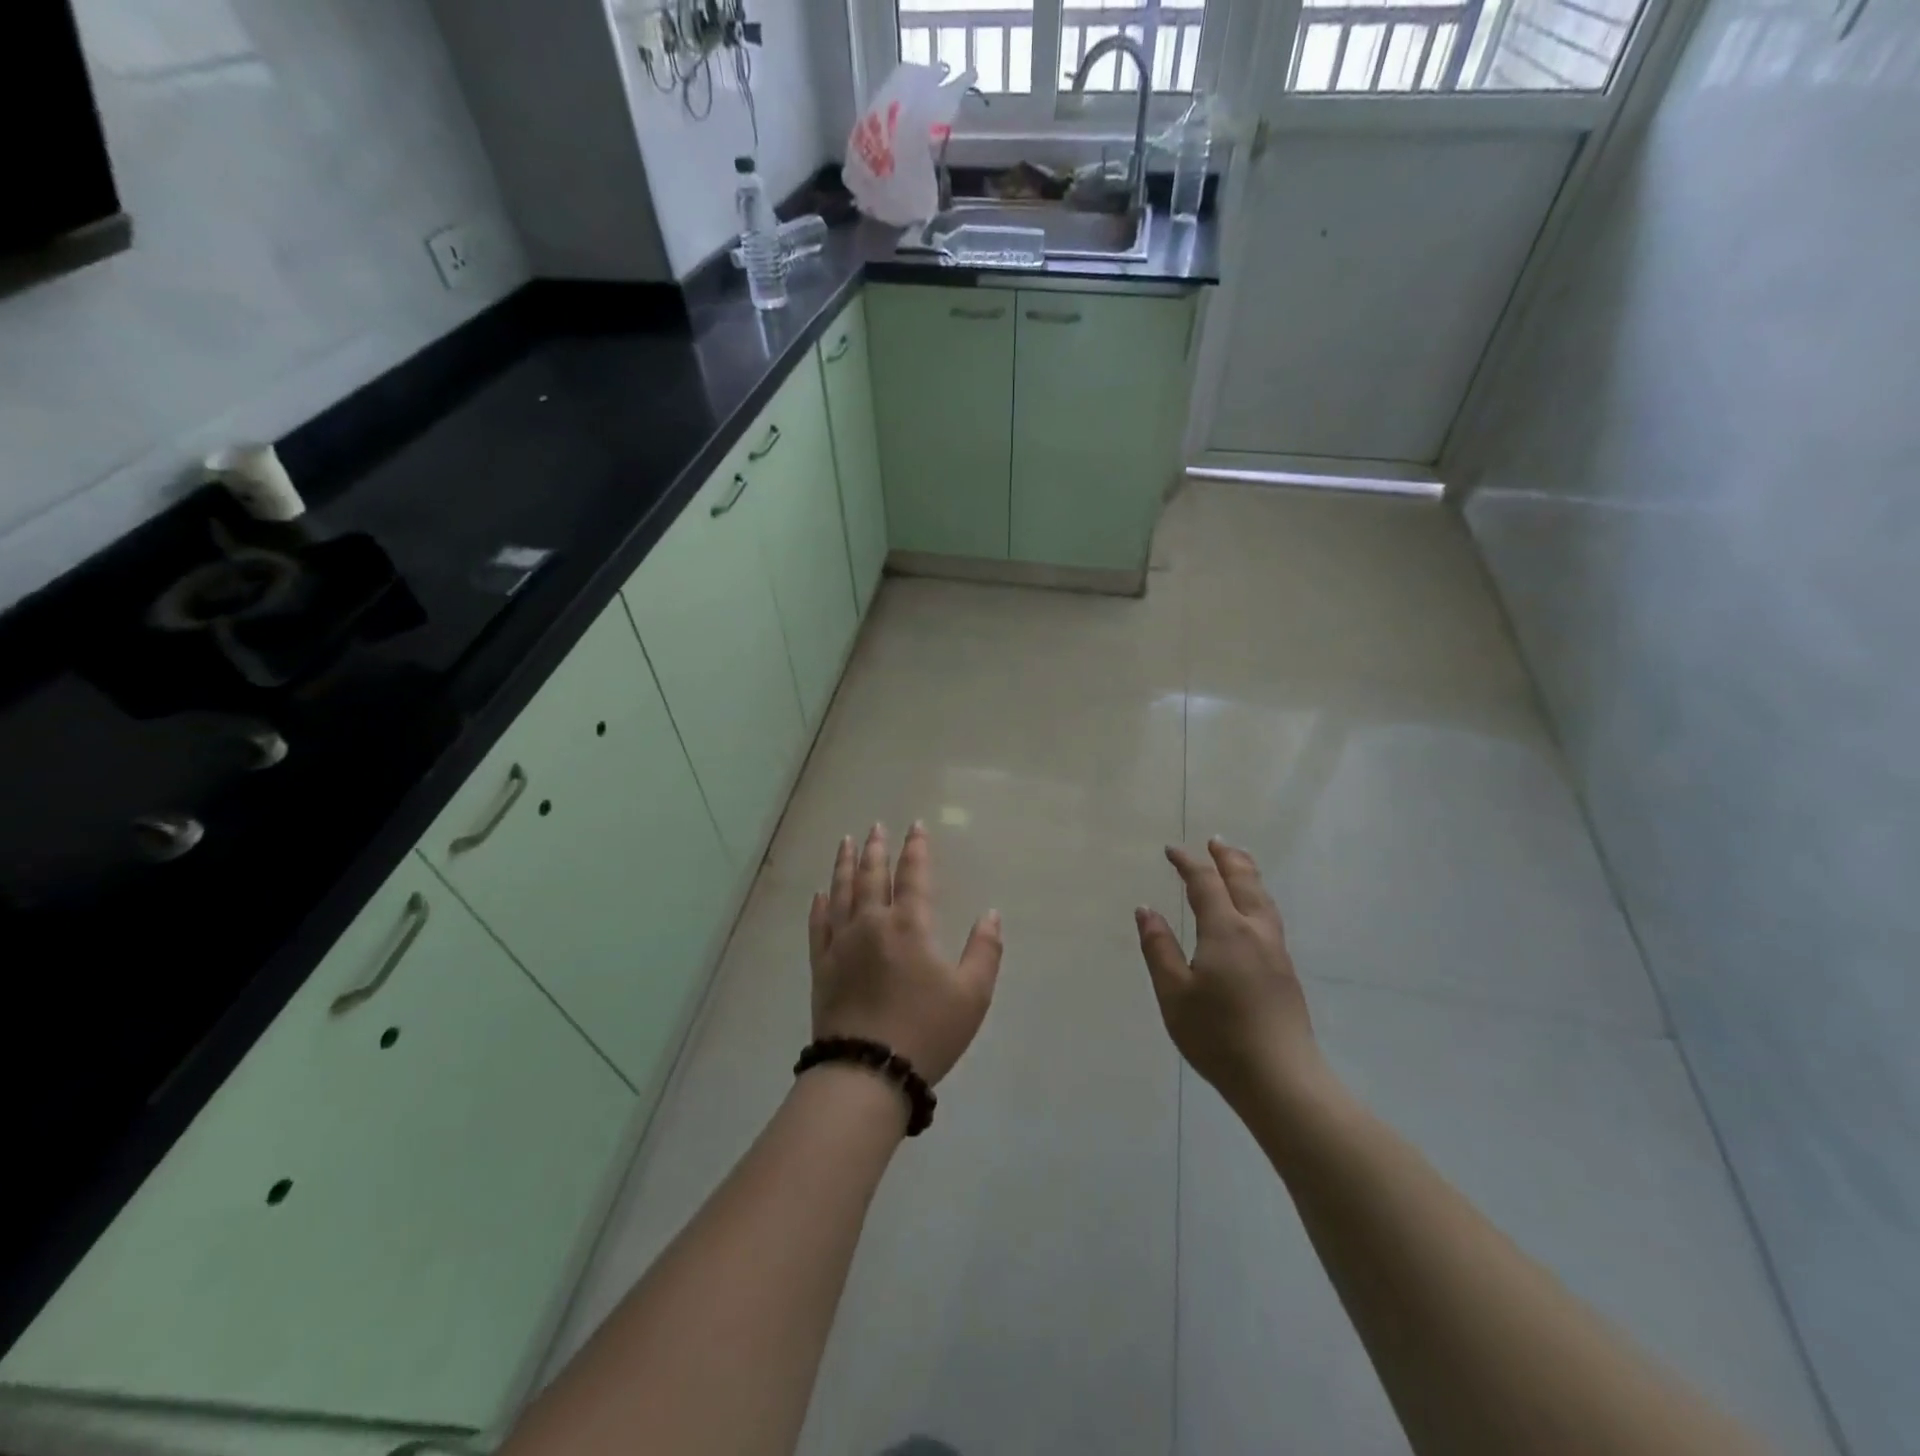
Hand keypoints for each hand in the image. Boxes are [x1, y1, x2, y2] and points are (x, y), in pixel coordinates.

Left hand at [807, 823, 1002, 1085]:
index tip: (915, 826)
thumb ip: (984, 950)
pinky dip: (819, 905)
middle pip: (872, 876)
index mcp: (910, 926)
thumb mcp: (972, 995)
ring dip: (845, 865)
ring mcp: (841, 943)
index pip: (913, 875)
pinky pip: (818, 925)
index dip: (916, 849)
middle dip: (876, 849)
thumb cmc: (926, 1031)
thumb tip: (991, 914)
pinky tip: (820, 894)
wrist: (867, 1071)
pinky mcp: (821, 966)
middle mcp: (872, 923)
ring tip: (846, 842)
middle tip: (876, 827)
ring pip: (842, 892)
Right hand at [1135, 839, 1319, 1108]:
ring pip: (1264, 899)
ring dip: (1248, 875)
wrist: (1280, 1079)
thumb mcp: (1174, 993)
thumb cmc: (1218, 1036)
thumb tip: (1145, 910)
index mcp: (1226, 931)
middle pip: (1245, 882)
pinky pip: (1270, 917)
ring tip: (1238, 864)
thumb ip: (1158, 948)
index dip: (1188, 863)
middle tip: (1215, 842)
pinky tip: (1251, 911)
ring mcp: (1276, 952)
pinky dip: (1256, 897)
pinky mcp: (1285, 972)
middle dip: (1228, 859)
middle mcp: (1255, 932)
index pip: (1206, 883)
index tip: (1172, 850)